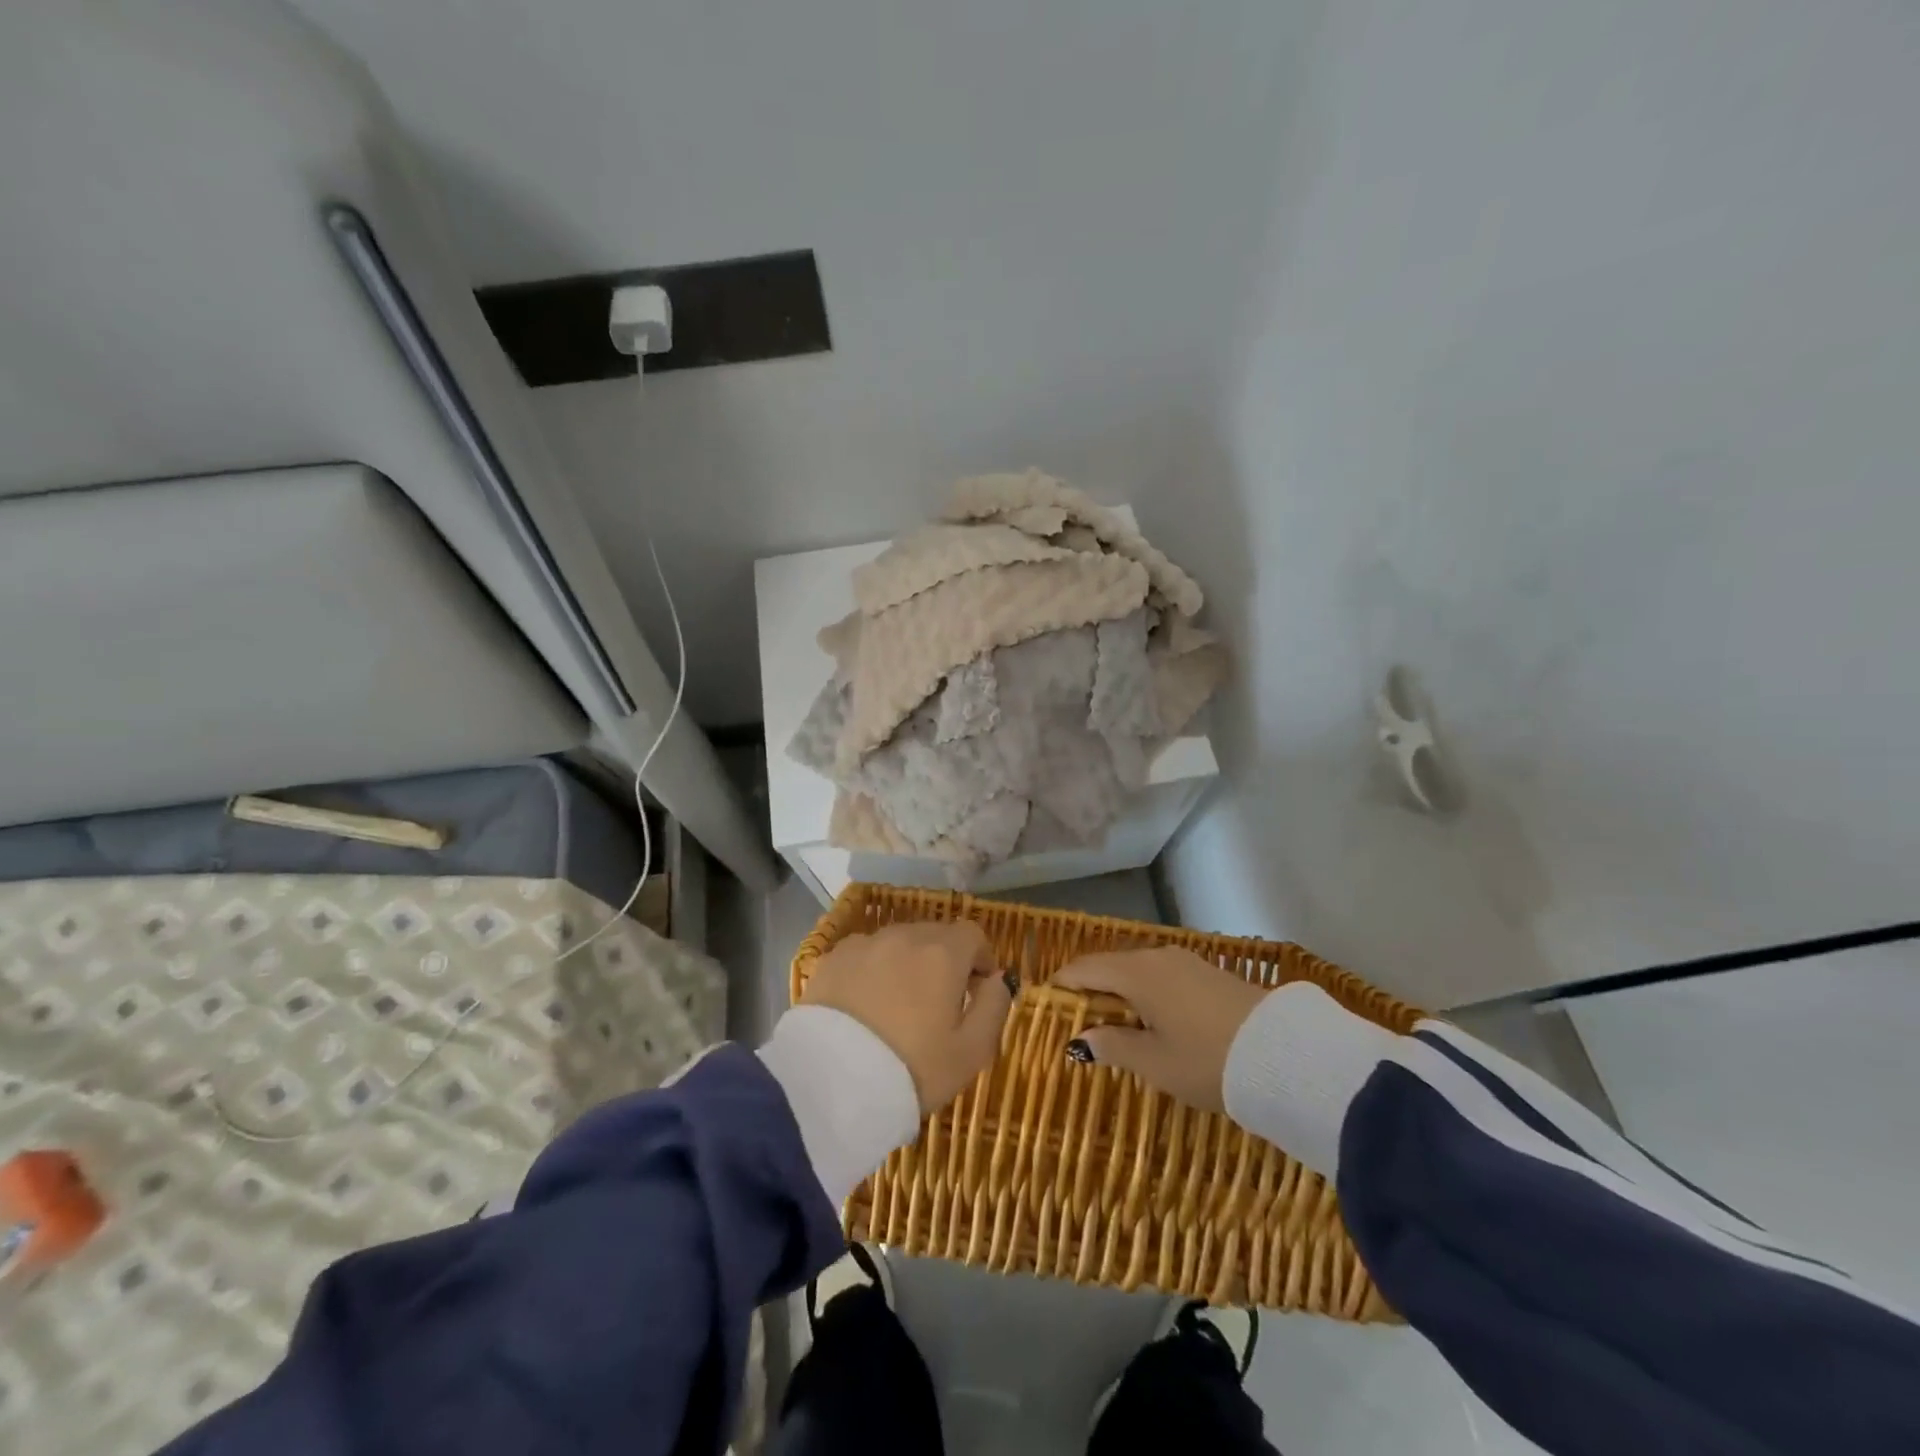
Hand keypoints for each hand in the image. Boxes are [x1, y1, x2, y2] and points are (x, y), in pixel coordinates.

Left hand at [801, 920, 1014, 1113]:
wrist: (831, 1082)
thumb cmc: (913, 1068)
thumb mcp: (972, 1051)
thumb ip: (995, 1007)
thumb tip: (998, 979)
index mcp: (943, 953)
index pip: (972, 934)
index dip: (980, 959)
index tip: (976, 989)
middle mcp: (904, 936)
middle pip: (934, 936)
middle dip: (943, 961)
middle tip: (937, 1003)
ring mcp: (864, 944)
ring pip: (897, 944)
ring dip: (906, 964)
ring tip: (898, 1005)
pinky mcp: (831, 959)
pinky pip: (864, 956)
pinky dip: (871, 971)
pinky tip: (864, 1006)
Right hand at [1053, 948, 1267, 1111]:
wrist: (1283, 1055)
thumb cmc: (1207, 1060)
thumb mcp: (1154, 1063)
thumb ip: (1113, 1047)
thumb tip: (1080, 1040)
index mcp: (1136, 973)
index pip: (1083, 969)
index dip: (1061, 985)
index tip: (1046, 1006)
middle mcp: (1156, 957)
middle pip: (1109, 966)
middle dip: (1090, 990)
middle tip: (1078, 1022)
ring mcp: (1185, 962)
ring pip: (1137, 971)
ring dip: (1120, 992)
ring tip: (1114, 1025)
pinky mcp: (1207, 972)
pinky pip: (1161, 975)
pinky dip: (1146, 993)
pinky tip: (1152, 1020)